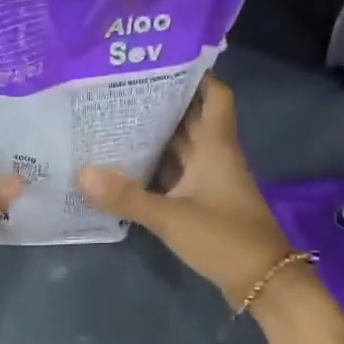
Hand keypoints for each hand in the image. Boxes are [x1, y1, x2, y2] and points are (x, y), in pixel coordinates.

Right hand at [75, 77, 295, 308]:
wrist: (261, 281)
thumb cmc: (223, 238)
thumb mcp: (171, 217)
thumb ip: (127, 197)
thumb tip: (82, 173)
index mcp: (216, 146)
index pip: (214, 95)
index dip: (194, 75)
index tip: (160, 62)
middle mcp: (215, 156)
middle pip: (191, 119)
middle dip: (162, 104)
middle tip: (119, 90)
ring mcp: (211, 181)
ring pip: (182, 148)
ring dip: (156, 136)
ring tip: (114, 120)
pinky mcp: (205, 203)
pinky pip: (177, 174)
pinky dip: (157, 168)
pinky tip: (126, 166)